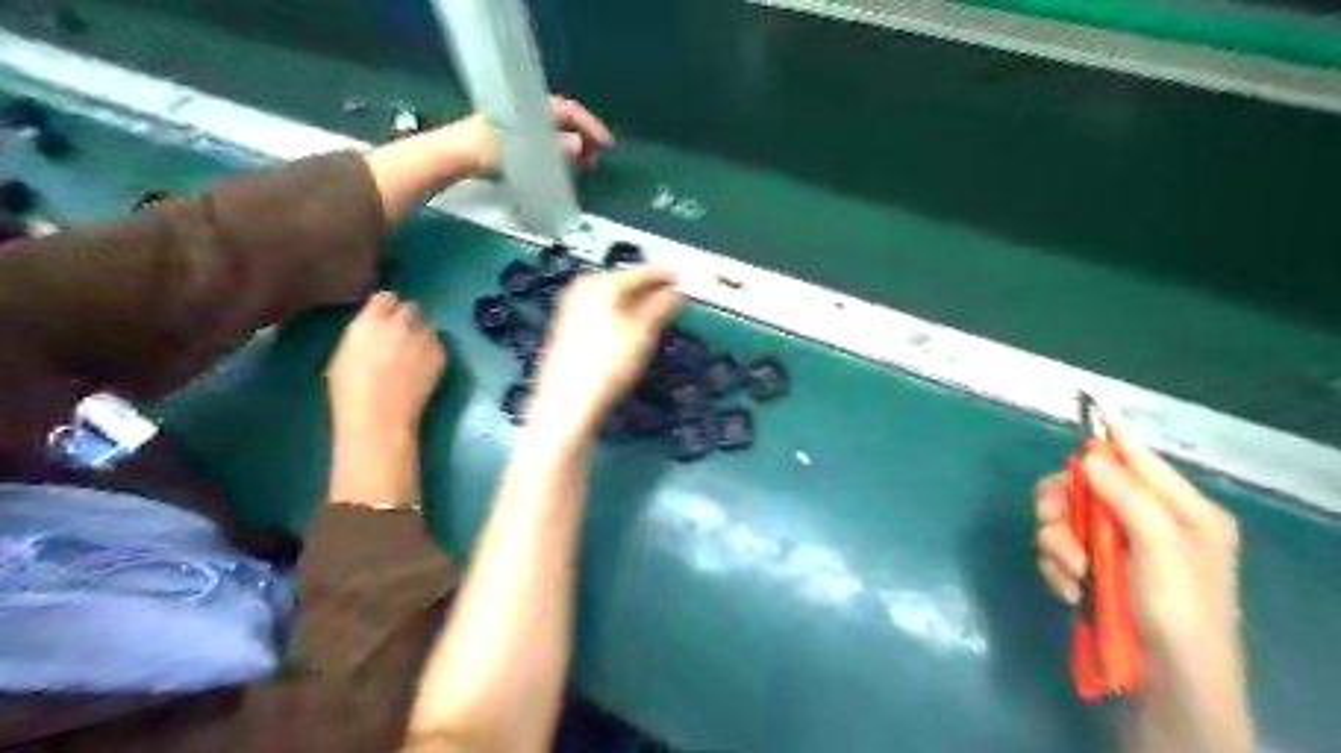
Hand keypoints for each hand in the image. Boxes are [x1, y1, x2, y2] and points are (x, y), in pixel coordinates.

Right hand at [330, 289, 449, 440]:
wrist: (381, 415)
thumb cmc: (350, 391)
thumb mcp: (344, 354)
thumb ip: (363, 335)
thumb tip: (373, 332)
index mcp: (370, 321)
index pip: (385, 298)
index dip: (387, 307)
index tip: (386, 316)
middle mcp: (401, 323)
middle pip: (411, 308)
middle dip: (407, 318)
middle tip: (403, 336)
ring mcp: (424, 338)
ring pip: (428, 327)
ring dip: (422, 335)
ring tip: (415, 354)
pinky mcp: (441, 354)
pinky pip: (438, 345)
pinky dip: (432, 352)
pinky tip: (423, 368)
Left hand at [455, 93, 610, 171]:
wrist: (451, 158)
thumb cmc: (483, 151)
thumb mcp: (522, 150)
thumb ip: (553, 149)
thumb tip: (580, 147)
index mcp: (529, 106)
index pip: (569, 111)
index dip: (591, 126)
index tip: (607, 145)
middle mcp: (525, 111)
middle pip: (564, 120)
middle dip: (584, 137)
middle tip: (597, 158)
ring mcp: (517, 125)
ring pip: (555, 131)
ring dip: (573, 146)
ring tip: (585, 165)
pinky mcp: (510, 141)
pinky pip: (544, 142)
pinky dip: (559, 152)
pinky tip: (562, 167)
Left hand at [529, 269, 681, 438]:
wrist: (568, 401)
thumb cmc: (608, 364)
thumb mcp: (643, 333)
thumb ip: (661, 307)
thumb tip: (675, 293)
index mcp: (603, 283)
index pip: (641, 272)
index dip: (664, 275)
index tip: (681, 277)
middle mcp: (583, 288)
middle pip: (624, 282)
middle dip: (648, 289)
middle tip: (670, 298)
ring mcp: (571, 306)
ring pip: (611, 297)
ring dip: (634, 303)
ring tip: (653, 315)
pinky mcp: (566, 326)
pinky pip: (600, 310)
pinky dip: (617, 314)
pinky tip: (626, 330)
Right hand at [1036, 417, 1247, 751]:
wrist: (1166, 684)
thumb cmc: (1179, 612)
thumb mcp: (1163, 549)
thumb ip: (1128, 497)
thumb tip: (1092, 456)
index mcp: (1180, 511)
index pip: (1140, 459)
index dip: (1112, 436)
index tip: (1089, 408)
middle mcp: (1144, 523)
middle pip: (1084, 486)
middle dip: (1062, 506)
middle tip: (1056, 526)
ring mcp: (1113, 549)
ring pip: (1060, 519)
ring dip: (1057, 546)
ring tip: (1074, 576)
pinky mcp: (1090, 572)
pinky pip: (1054, 552)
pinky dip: (1056, 569)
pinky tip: (1071, 591)